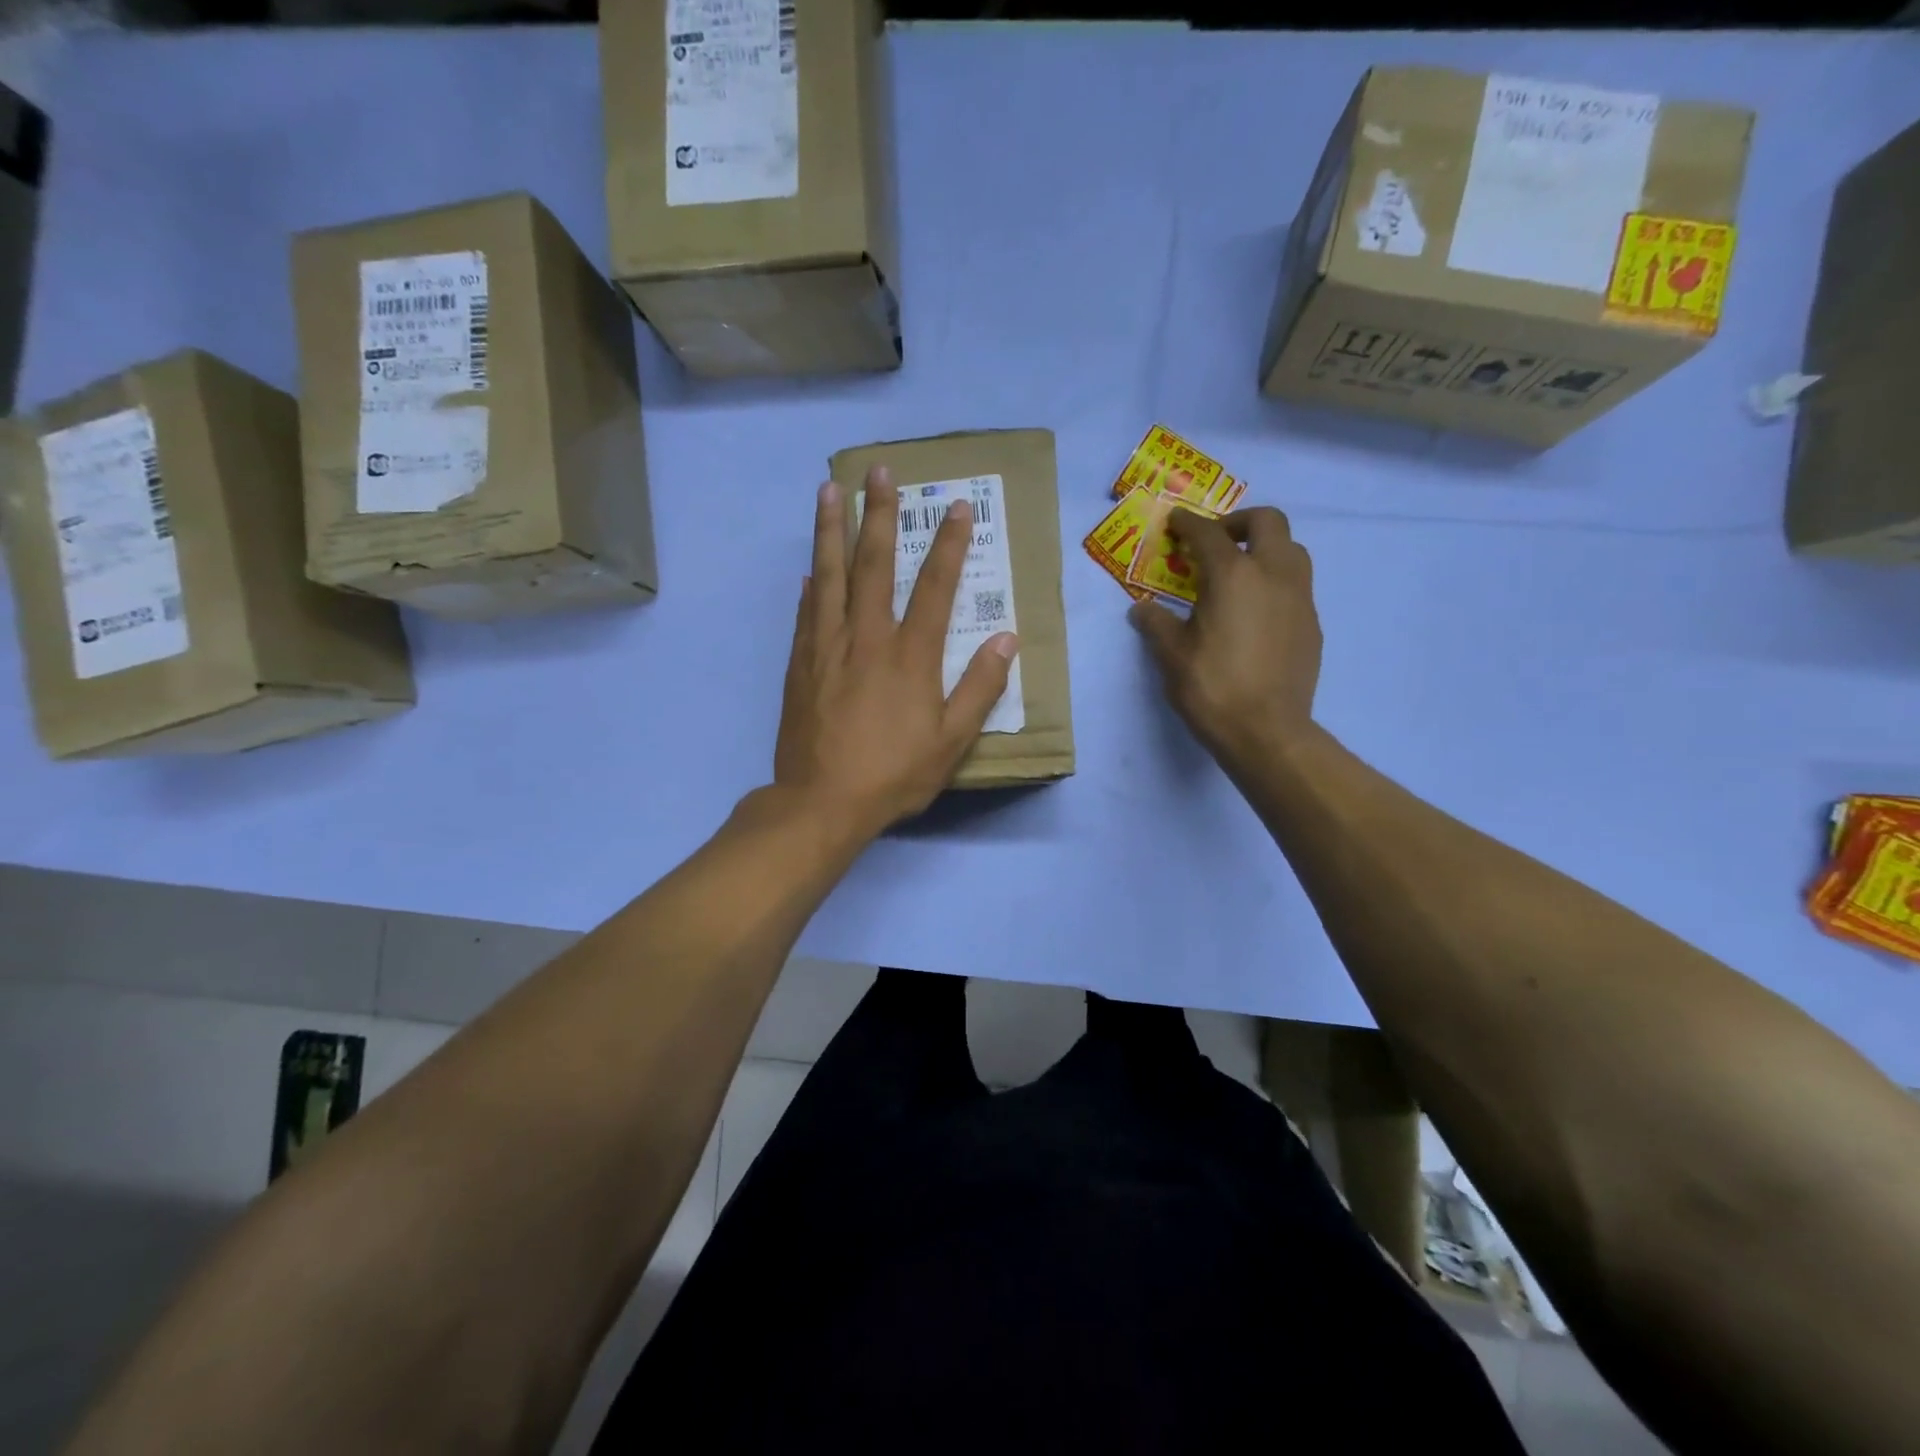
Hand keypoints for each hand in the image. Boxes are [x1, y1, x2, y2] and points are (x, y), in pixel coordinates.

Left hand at [773, 467, 1018, 838]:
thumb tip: (1006, 640)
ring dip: (830, 530)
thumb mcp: (951, 741)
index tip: (958, 507)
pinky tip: (810, 568)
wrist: (821, 802)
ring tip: (829, 491)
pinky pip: (806, 614)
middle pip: (873, 564)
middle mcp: (866, 638)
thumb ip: (979, 688)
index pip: (935, 587)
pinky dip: (810, 586)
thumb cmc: (893, 774)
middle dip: (879, 514)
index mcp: (909, 655)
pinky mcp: (800, 665)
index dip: (949, 545)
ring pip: (829, 576)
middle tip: (878, 471)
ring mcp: (827, 648)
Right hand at [1128, 506, 1321, 771]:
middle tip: (1216, 541)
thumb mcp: (1170, 656)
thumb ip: (1155, 624)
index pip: (1208, 534)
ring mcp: (1299, 598)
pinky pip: (1296, 584)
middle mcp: (1272, 574)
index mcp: (1232, 576)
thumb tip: (1141, 609)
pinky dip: (1275, 581)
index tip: (1175, 522)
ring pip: (1291, 549)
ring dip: (1265, 548)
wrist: (1267, 732)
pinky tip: (1255, 611)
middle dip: (1238, 522)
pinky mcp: (1311, 623)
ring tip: (1239, 573)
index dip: (1188, 523)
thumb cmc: (1212, 689)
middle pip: (1267, 522)